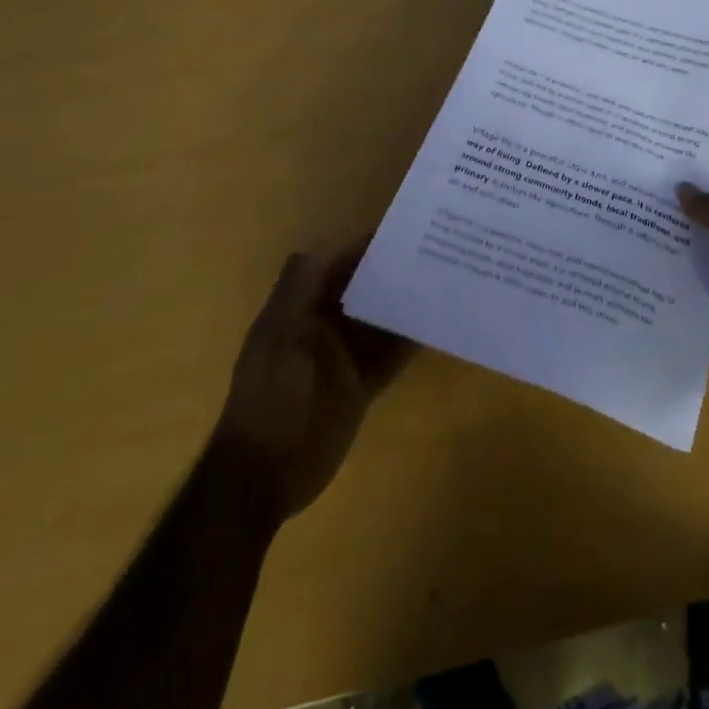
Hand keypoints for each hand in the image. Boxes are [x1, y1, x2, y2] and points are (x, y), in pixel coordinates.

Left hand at [217, 246, 411, 518]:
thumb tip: (327, 243)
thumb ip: (299, 287)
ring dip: (406, 305)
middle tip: (438, 255)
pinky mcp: (359, 385)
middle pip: (363, 289)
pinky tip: (437, 327)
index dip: (367, 247)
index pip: (338, 265)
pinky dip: (410, 341)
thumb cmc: (271, 397)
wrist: (262, 475)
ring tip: (446, 284)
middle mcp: (323, 325)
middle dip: (393, 273)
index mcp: (300, 307)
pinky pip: (390, 355)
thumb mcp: (281, 334)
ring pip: (380, 320)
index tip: (407, 233)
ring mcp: (342, 357)